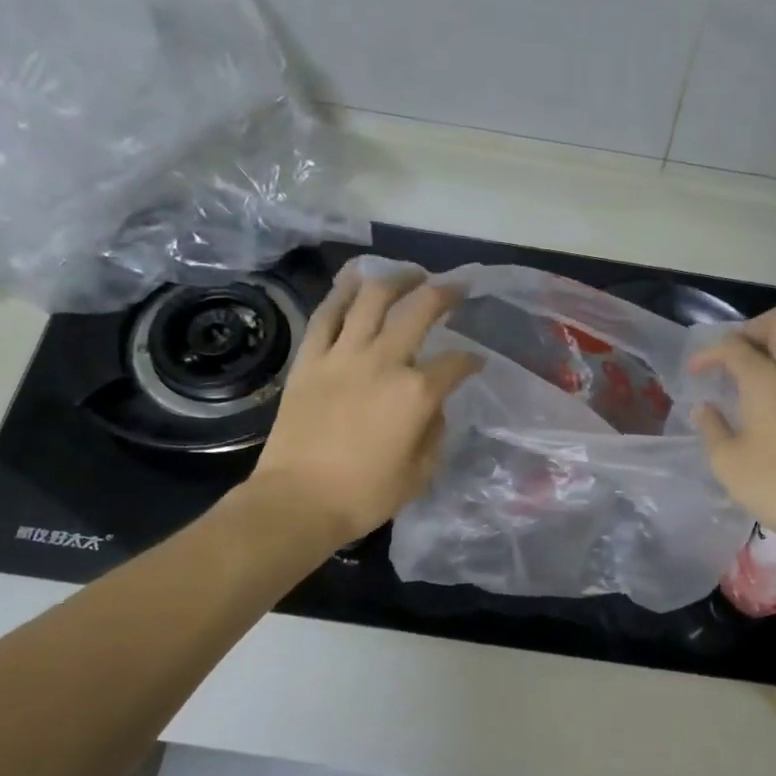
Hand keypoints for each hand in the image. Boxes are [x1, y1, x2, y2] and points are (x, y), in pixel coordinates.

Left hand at [244, 267, 482, 547]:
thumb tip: (432, 409)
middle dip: (446, 293)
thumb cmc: (365, 495)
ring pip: (373, 298)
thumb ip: (434, 433)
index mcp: (418, 393)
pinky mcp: (310, 359)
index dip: (472, 361)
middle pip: (421, 310)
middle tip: (457, 287)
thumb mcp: (420, 473)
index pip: (456, 364)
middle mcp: (384, 362)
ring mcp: (343, 355)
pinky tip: (356, 280)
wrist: (298, 501)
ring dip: (397, 278)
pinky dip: (343, 291)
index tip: (476, 363)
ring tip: (411, 274)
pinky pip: (327, 314)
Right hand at [688, 306, 775, 547]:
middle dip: (751, 329)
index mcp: (767, 379)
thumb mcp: (727, 462)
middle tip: (733, 357)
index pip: (733, 346)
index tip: (694, 372)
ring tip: (758, 372)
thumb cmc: (775, 486)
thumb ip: (711, 427)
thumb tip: (704, 408)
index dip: (708, 353)